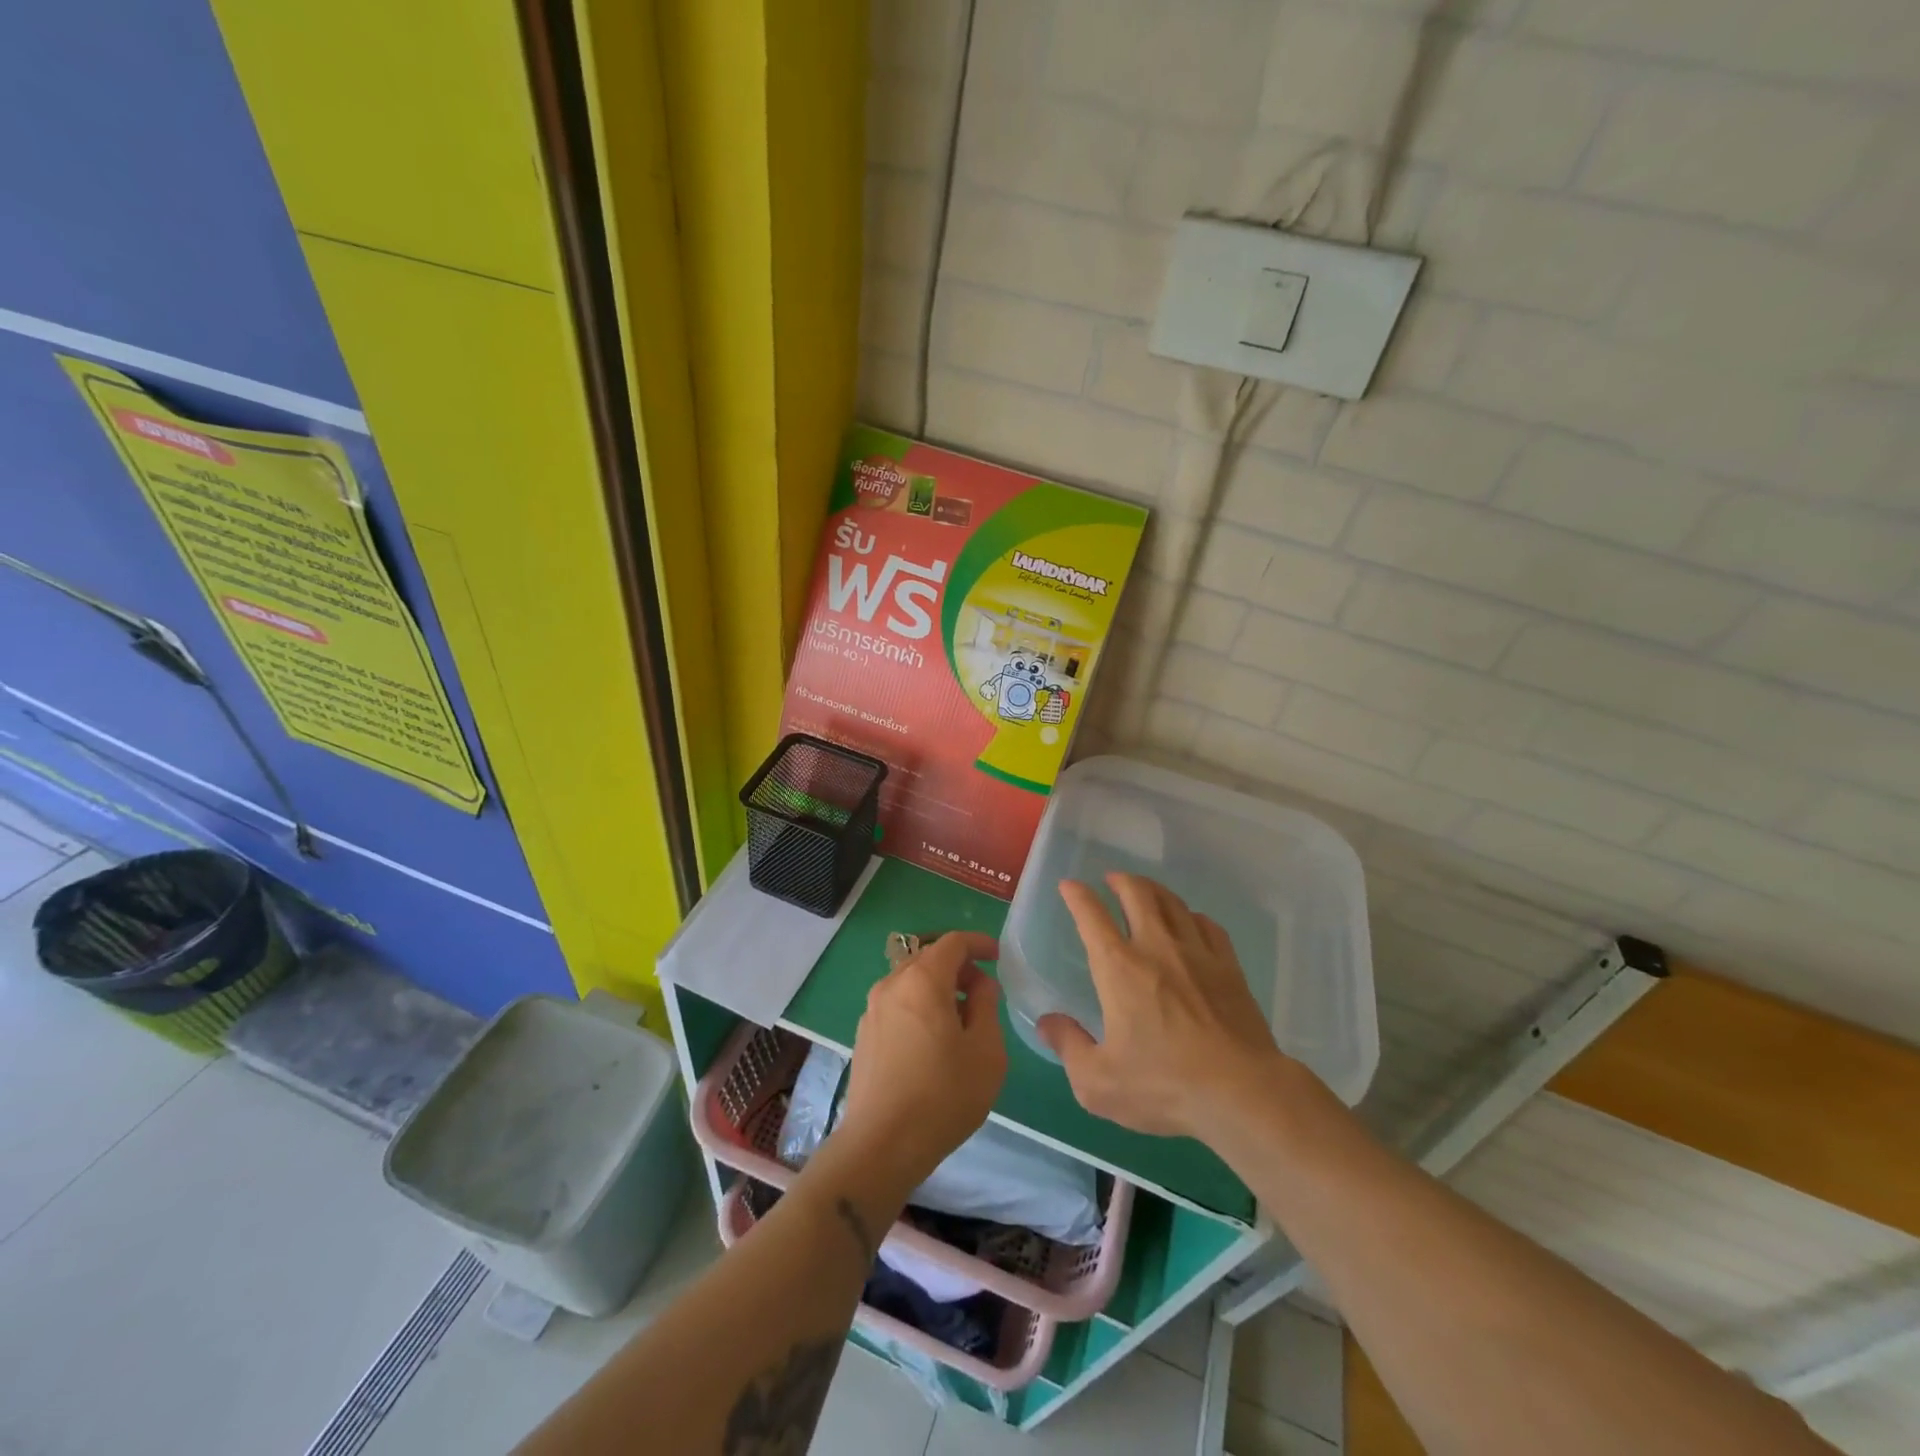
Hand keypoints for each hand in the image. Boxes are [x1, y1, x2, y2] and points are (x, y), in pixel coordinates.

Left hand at [835, 932, 1006, 1197]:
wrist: (881, 1145)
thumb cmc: (943, 1095)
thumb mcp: (985, 1051)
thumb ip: (986, 1006)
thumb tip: (980, 985)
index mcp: (922, 980)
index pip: (953, 942)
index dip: (979, 943)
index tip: (998, 957)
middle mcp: (892, 984)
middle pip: (928, 957)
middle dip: (959, 966)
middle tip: (983, 992)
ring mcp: (873, 1009)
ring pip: (911, 981)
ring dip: (938, 988)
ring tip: (961, 1019)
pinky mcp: (864, 1034)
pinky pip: (898, 1004)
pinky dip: (919, 1006)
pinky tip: (933, 1041)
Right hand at [1040, 874, 1288, 1138]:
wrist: (1242, 1092)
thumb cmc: (1163, 1084)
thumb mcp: (1098, 1081)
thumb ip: (1068, 1047)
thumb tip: (1047, 1022)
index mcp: (1119, 968)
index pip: (1091, 916)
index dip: (1077, 895)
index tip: (1069, 885)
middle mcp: (1156, 947)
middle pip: (1137, 894)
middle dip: (1120, 880)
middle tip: (1112, 880)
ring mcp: (1197, 953)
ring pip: (1173, 903)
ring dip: (1154, 891)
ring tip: (1146, 891)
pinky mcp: (1229, 967)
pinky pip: (1208, 925)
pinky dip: (1192, 916)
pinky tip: (1191, 922)